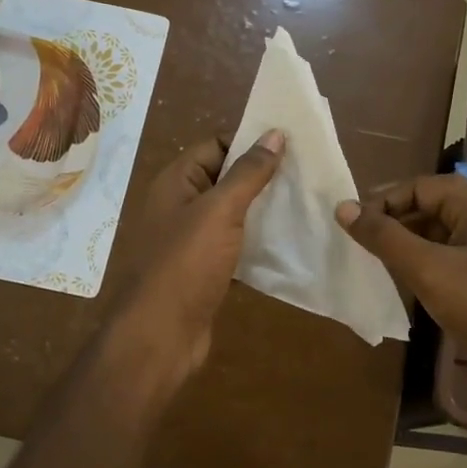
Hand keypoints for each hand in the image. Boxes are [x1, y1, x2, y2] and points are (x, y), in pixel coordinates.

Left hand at [111, 131, 284, 383]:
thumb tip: (274, 133)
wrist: (161, 334)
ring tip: (303, 207)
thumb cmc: (186, 264)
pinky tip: (287, 244)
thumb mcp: (220, 210)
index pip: (215, 145)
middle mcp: (180, 205)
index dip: (249, 143)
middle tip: (305, 178)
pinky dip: (256, 243)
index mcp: (176, 182)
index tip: (290, 148)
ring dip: (262, 211)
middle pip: (225, 179)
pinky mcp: (204, 270)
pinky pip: (234, 246)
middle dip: (261, 178)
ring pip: (232, 215)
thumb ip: (248, 173)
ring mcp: (191, 240)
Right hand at [336, 175, 466, 370]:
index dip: (386, 198)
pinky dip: (419, 265)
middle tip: (358, 240)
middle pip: (430, 207)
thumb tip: (343, 207)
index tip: (354, 221)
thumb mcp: (426, 268)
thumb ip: (384, 237)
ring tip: (373, 259)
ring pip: (436, 236)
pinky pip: (444, 261)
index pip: (422, 186)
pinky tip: (400, 282)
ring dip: (404, 243)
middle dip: (393, 219)